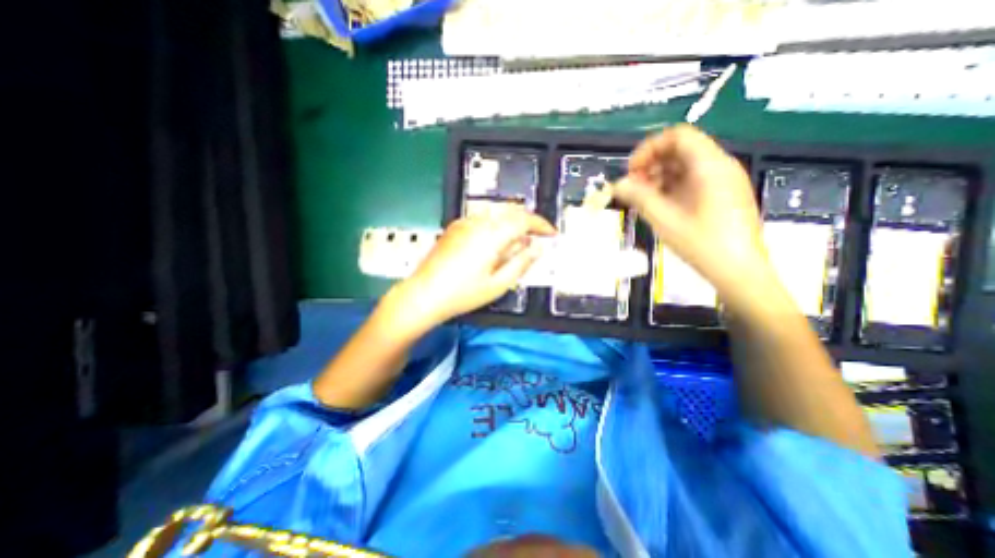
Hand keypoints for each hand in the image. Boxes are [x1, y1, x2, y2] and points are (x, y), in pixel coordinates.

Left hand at [392, 211, 558, 328]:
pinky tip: (495, 243)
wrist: (424, 294)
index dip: (541, 225)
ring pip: (496, 213)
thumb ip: (521, 263)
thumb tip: (537, 248)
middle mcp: (477, 223)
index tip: (550, 234)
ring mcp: (463, 223)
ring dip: (512, 223)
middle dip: (528, 222)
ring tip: (517, 243)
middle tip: (537, 239)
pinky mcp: (455, 228)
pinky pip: (482, 219)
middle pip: (510, 212)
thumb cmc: (461, 294)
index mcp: (490, 235)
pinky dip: (496, 225)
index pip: (523, 220)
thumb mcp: (498, 284)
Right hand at [615, 125, 767, 309]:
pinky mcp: (721, 195)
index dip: (649, 148)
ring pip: (685, 166)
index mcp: (710, 166)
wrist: (738, 270)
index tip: (632, 171)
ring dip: (659, 177)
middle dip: (651, 164)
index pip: (677, 136)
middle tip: (633, 187)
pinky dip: (671, 187)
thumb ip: (638, 197)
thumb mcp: (664, 219)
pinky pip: (692, 180)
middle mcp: (720, 166)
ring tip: (642, 198)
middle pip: (680, 150)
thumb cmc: (702, 243)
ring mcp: (722, 181)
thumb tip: (617, 184)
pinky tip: (659, 205)